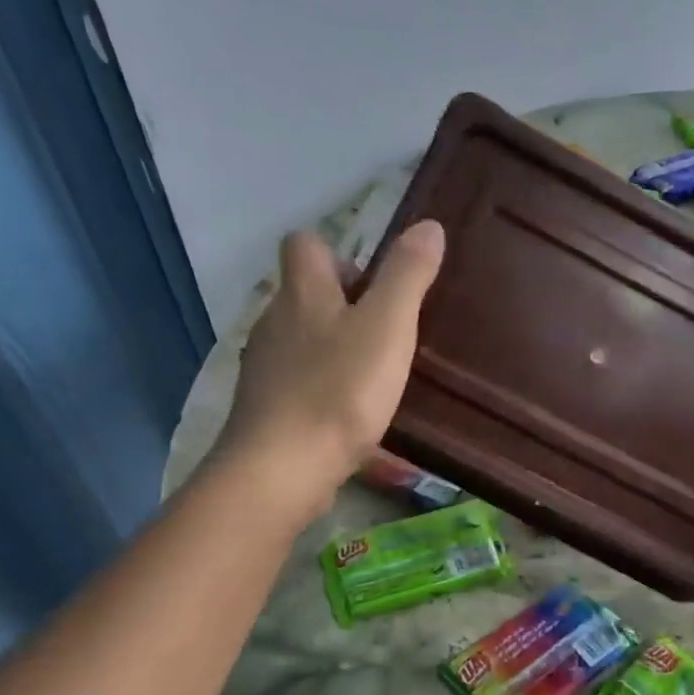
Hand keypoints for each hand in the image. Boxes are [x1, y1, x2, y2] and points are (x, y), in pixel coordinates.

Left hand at [214, 222, 444, 499]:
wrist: (281, 469)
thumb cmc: (339, 391)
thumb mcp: (387, 327)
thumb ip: (407, 276)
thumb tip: (428, 225)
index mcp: (303, 293)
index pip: (305, 245)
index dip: (338, 253)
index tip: (373, 283)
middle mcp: (275, 321)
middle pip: (304, 293)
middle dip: (343, 304)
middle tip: (387, 333)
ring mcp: (265, 367)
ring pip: (302, 339)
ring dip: (334, 347)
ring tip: (375, 375)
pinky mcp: (266, 408)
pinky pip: (298, 380)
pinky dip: (323, 385)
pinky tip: (349, 412)